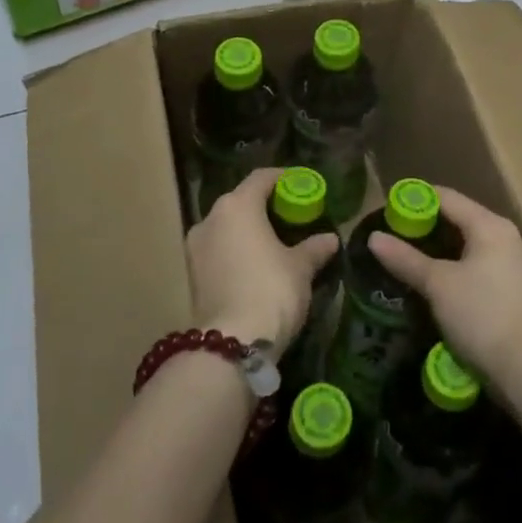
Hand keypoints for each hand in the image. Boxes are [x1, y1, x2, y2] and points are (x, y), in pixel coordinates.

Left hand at [186, 168, 338, 352]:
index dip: (284, 178)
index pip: (262, 178)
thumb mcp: (300, 268)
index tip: (302, 186)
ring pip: (226, 226)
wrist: (232, 344)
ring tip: (274, 243)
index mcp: (237, 206)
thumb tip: (330, 239)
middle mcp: (210, 218)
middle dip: (265, 205)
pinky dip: (236, 250)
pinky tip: (255, 265)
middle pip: (241, 200)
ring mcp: (196, 246)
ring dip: (248, 230)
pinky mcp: (191, 273)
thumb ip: (314, 248)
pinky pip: (218, 249)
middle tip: (291, 216)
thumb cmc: (271, 290)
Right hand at [369, 186, 521, 387]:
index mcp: (490, 226)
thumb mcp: (438, 284)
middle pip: (459, 220)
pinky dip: (455, 268)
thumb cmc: (481, 314)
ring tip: (408, 258)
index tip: (387, 209)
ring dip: (439, 250)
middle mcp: (506, 238)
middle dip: (426, 226)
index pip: (447, 198)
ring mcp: (513, 266)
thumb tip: (374, 238)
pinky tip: (435, 284)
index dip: (415, 199)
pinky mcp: (514, 292)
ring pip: (469, 246)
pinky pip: (478, 267)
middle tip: (393, 235)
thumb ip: (406, 259)